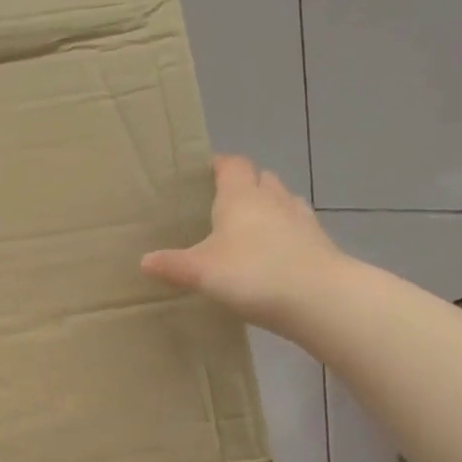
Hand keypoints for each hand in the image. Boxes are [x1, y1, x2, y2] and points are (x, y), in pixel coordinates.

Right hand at [141, 154, 343, 334]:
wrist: (318, 297)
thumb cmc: (252, 274)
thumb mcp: (202, 272)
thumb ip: (172, 265)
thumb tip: (144, 261)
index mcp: (240, 195)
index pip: (231, 164)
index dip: (218, 165)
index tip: (203, 175)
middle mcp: (272, 198)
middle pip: (259, 178)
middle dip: (243, 186)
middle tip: (221, 207)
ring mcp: (300, 219)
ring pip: (280, 201)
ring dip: (266, 209)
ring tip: (247, 231)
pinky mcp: (318, 242)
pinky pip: (296, 228)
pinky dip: (283, 235)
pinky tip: (273, 256)